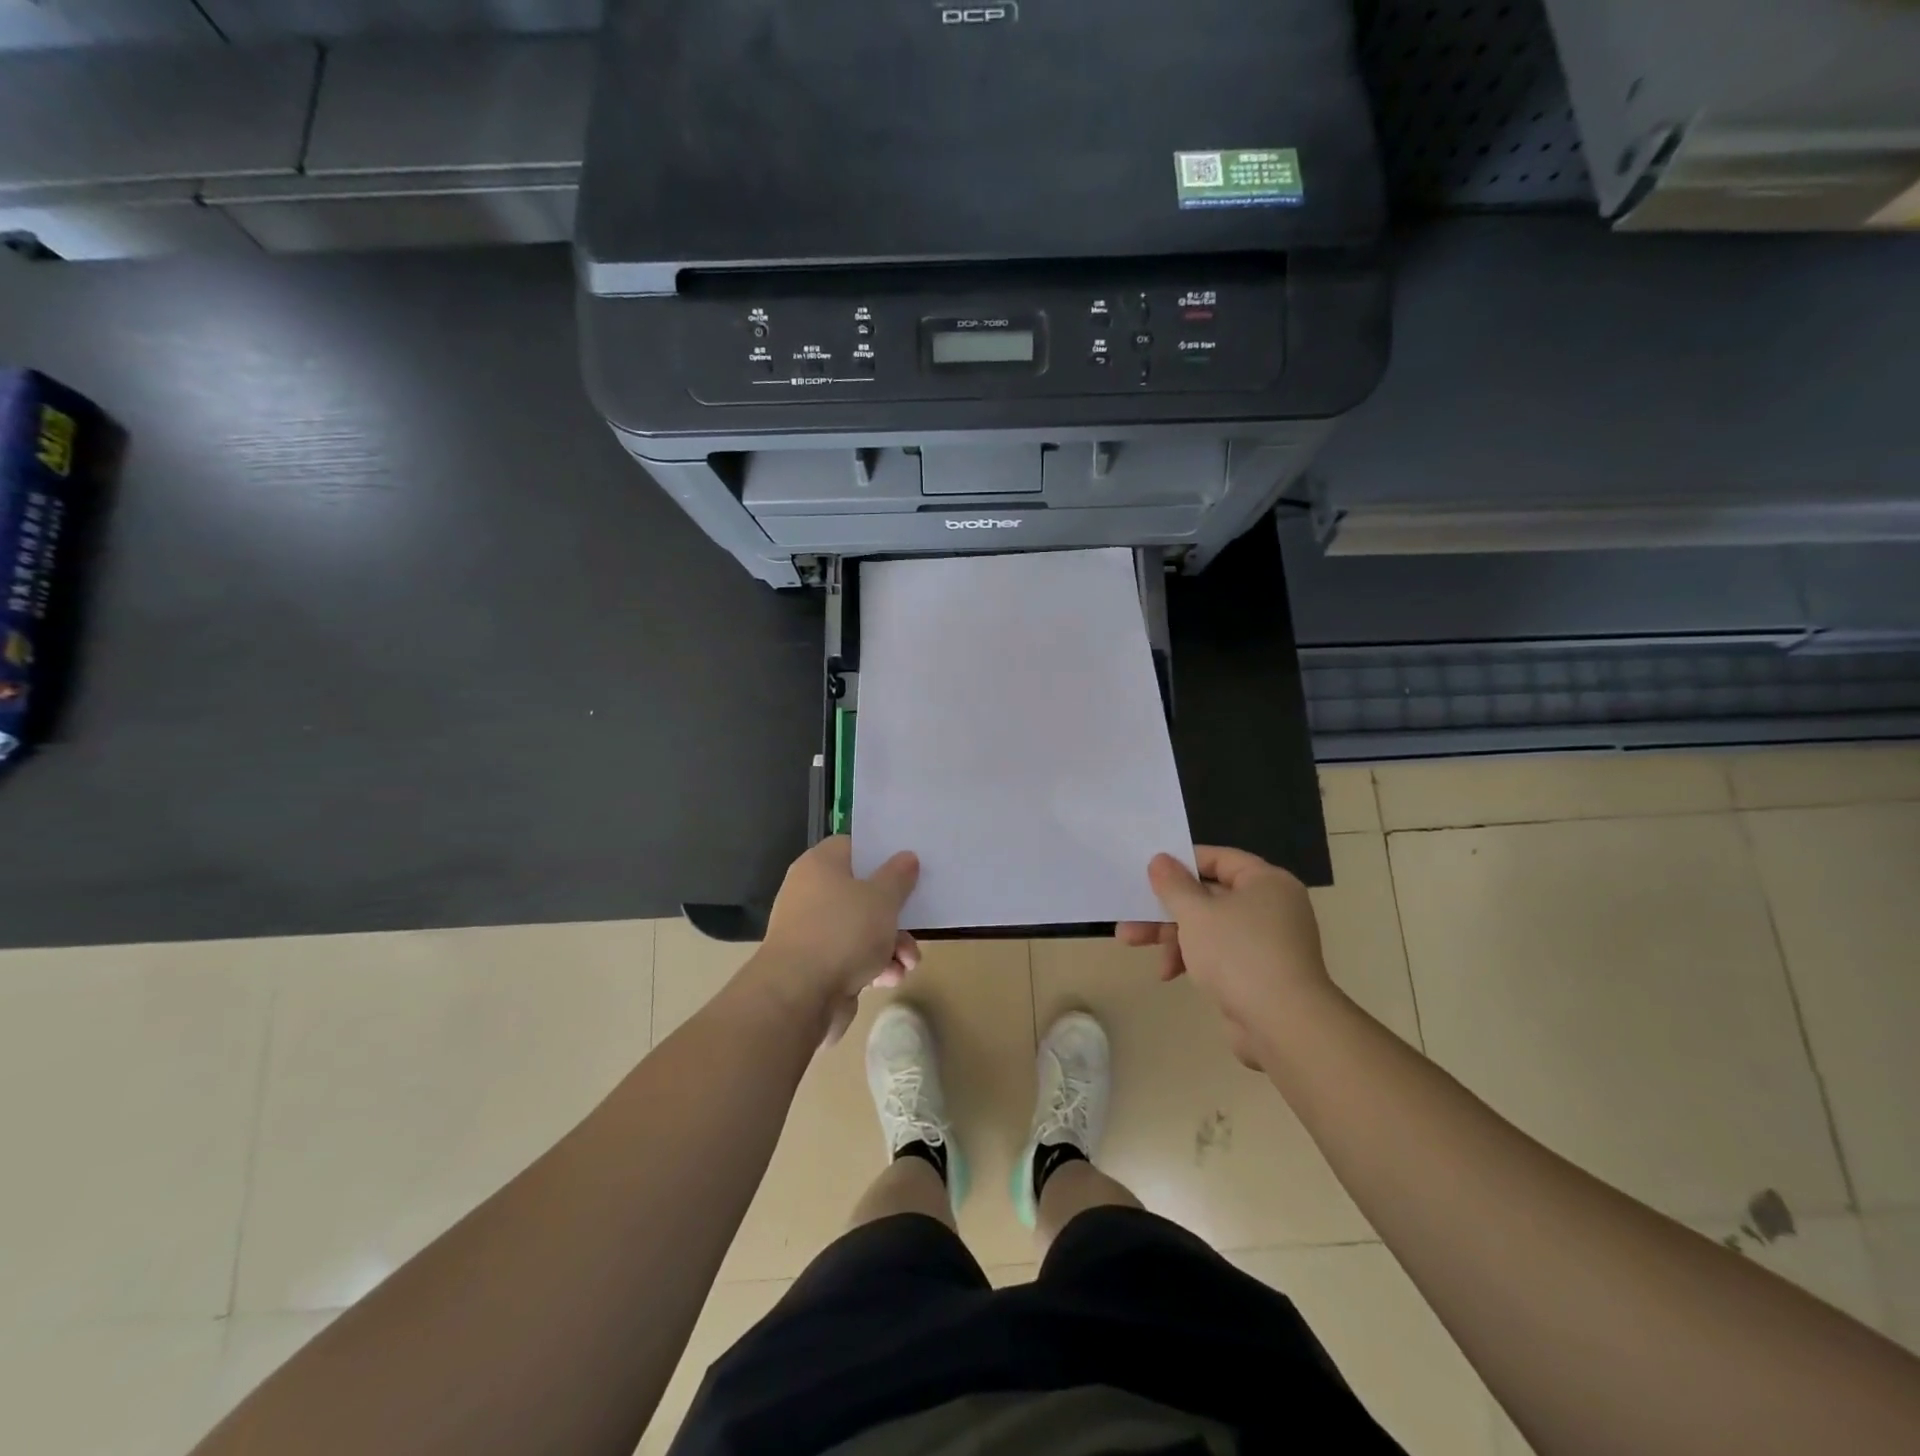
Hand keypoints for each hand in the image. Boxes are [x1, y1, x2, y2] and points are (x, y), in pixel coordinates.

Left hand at [748, 837, 920, 1043]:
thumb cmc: (843, 932)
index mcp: (820, 865)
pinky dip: (873, 966)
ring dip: (891, 946)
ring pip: (861, 929)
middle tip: (916, 924)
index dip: (880, 855)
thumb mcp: (882, 898)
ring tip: (908, 963)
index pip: (852, 847)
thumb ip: (898, 876)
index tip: (907, 866)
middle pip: (862, 893)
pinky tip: (890, 978)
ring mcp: (812, 931)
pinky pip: (851, 957)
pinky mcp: (815, 965)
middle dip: (894, 915)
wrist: (799, 996)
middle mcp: (811, 893)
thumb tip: (906, 857)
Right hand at [1116, 846, 1334, 1069]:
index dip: (1182, 863)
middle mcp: (1271, 907)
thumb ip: (1173, 884)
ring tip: (1131, 942)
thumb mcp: (1196, 913)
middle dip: (1166, 907)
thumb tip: (1160, 860)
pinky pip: (1219, 954)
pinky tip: (1168, 973)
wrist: (1283, 1025)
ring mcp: (1267, 942)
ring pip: (1209, 927)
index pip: (1219, 858)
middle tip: (1131, 911)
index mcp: (1266, 882)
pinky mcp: (1259, 974)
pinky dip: (1193, 958)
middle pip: (1209, 895)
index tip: (1149, 872)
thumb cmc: (1238, 954)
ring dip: (1171, 934)